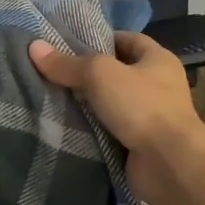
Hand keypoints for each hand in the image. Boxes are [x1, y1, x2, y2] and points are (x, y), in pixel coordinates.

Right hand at [29, 32, 204, 201]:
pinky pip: (111, 130)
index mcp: (158, 60)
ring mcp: (152, 118)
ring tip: (52, 97)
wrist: (170, 165)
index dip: (100, 38)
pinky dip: (93, 129)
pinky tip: (67, 126)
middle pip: (117, 73)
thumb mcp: (100, 75)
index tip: (69, 43)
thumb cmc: (141, 106)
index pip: (128, 39)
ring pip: (112, 104)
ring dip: (88, 104)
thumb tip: (34, 47)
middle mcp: (159, 86)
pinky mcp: (141, 145)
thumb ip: (68, 63)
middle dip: (88, 74)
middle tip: (54, 71)